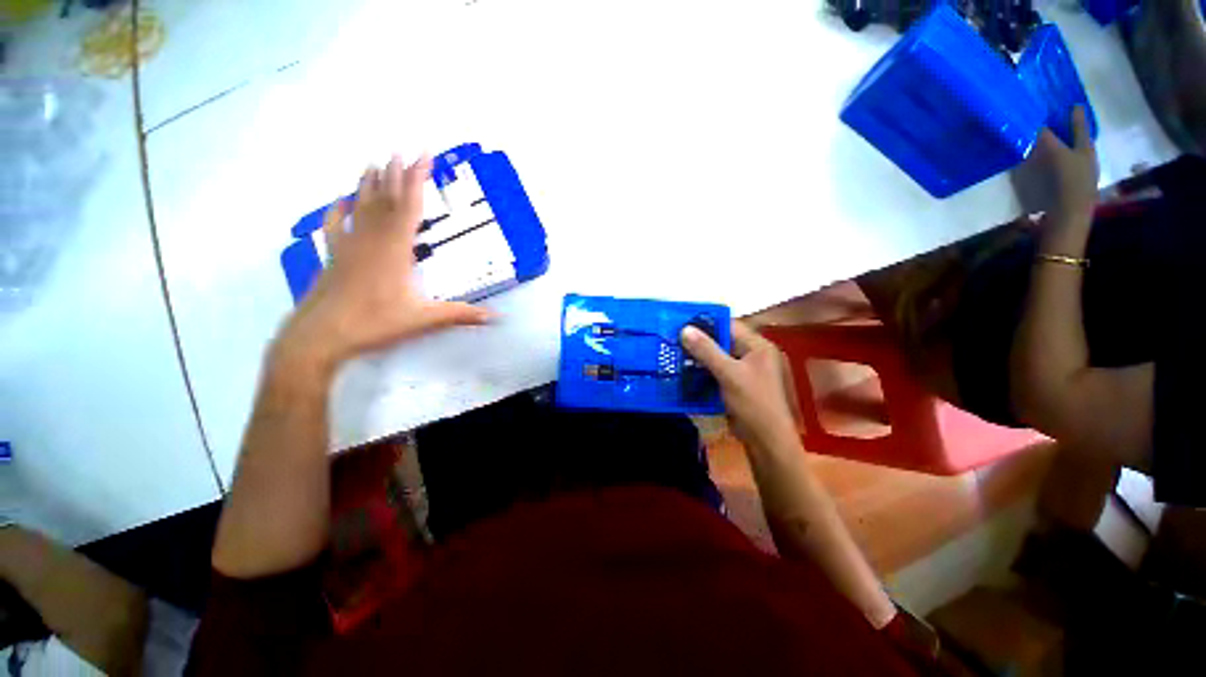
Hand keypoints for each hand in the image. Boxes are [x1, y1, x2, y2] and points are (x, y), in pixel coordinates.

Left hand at [278, 156, 491, 368]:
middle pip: (386, 199)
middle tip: (403, 150)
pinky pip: (336, 225)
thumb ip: (461, 315)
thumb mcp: (424, 319)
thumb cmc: (375, 323)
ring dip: (370, 184)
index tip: (423, 156)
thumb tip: (496, 317)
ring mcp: (349, 246)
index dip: (417, 180)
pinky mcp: (335, 256)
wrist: (321, 336)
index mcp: (395, 250)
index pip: (409, 206)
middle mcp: (372, 240)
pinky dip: (339, 209)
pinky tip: (341, 199)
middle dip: (397, 174)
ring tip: (375, 161)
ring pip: (361, 207)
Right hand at [681, 321, 799, 449]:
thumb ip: (707, 350)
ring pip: (717, 357)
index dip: (706, 322)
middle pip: (722, 341)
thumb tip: (684, 329)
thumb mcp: (729, 374)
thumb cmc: (753, 403)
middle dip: (699, 341)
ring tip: (674, 353)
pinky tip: (684, 372)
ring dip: (698, 357)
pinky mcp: (736, 385)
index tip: (681, 322)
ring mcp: (744, 371)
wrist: (766, 441)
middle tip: (674, 339)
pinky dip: (702, 371)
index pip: (729, 325)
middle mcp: (752, 355)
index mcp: (757, 346)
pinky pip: (717, 372)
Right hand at [1034, 106, 1098, 221]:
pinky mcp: (1068, 189)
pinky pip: (1062, 169)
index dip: (1077, 117)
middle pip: (1078, 142)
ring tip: (1051, 143)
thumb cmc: (1068, 183)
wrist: (1070, 217)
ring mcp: (1078, 176)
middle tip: (1062, 122)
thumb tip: (1037, 126)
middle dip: (1070, 133)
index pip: (1081, 128)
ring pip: (1071, 156)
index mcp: (1086, 150)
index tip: (1074, 105)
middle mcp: (1085, 160)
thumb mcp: (1057, 157)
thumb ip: (1048, 141)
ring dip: (1062, 149)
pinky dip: (1055, 164)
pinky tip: (1047, 165)